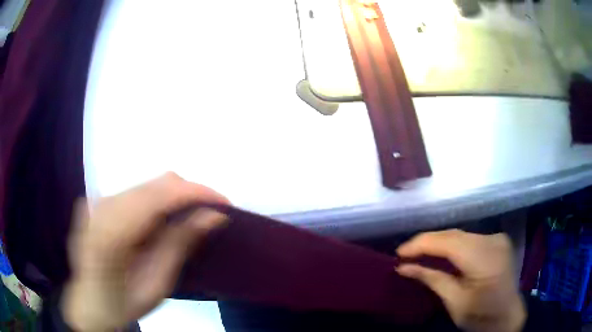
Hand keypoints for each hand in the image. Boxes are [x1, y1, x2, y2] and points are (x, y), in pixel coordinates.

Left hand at [61, 173, 228, 330]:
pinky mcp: (99, 201)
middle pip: (155, 184)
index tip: (224, 203)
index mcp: (110, 233)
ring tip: (188, 221)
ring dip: (174, 199)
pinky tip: (161, 223)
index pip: (158, 196)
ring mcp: (98, 201)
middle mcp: (101, 206)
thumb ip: (180, 244)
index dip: (195, 193)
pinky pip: (137, 192)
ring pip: (148, 185)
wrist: (90, 303)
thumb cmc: (123, 303)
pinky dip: (157, 203)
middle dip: (188, 195)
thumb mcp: (156, 284)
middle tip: (209, 216)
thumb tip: (213, 215)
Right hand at [396, 230, 525, 331]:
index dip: (421, 244)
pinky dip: (452, 245)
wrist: (507, 316)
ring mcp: (497, 238)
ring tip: (418, 254)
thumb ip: (432, 279)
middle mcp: (493, 240)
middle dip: (427, 242)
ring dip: (438, 243)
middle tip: (405, 254)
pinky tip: (440, 254)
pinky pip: (469, 238)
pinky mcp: (497, 240)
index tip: (398, 253)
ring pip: (460, 235)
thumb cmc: (481, 316)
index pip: (448, 242)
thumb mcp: (455, 302)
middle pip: (454, 235)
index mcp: (485, 259)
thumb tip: (403, 268)